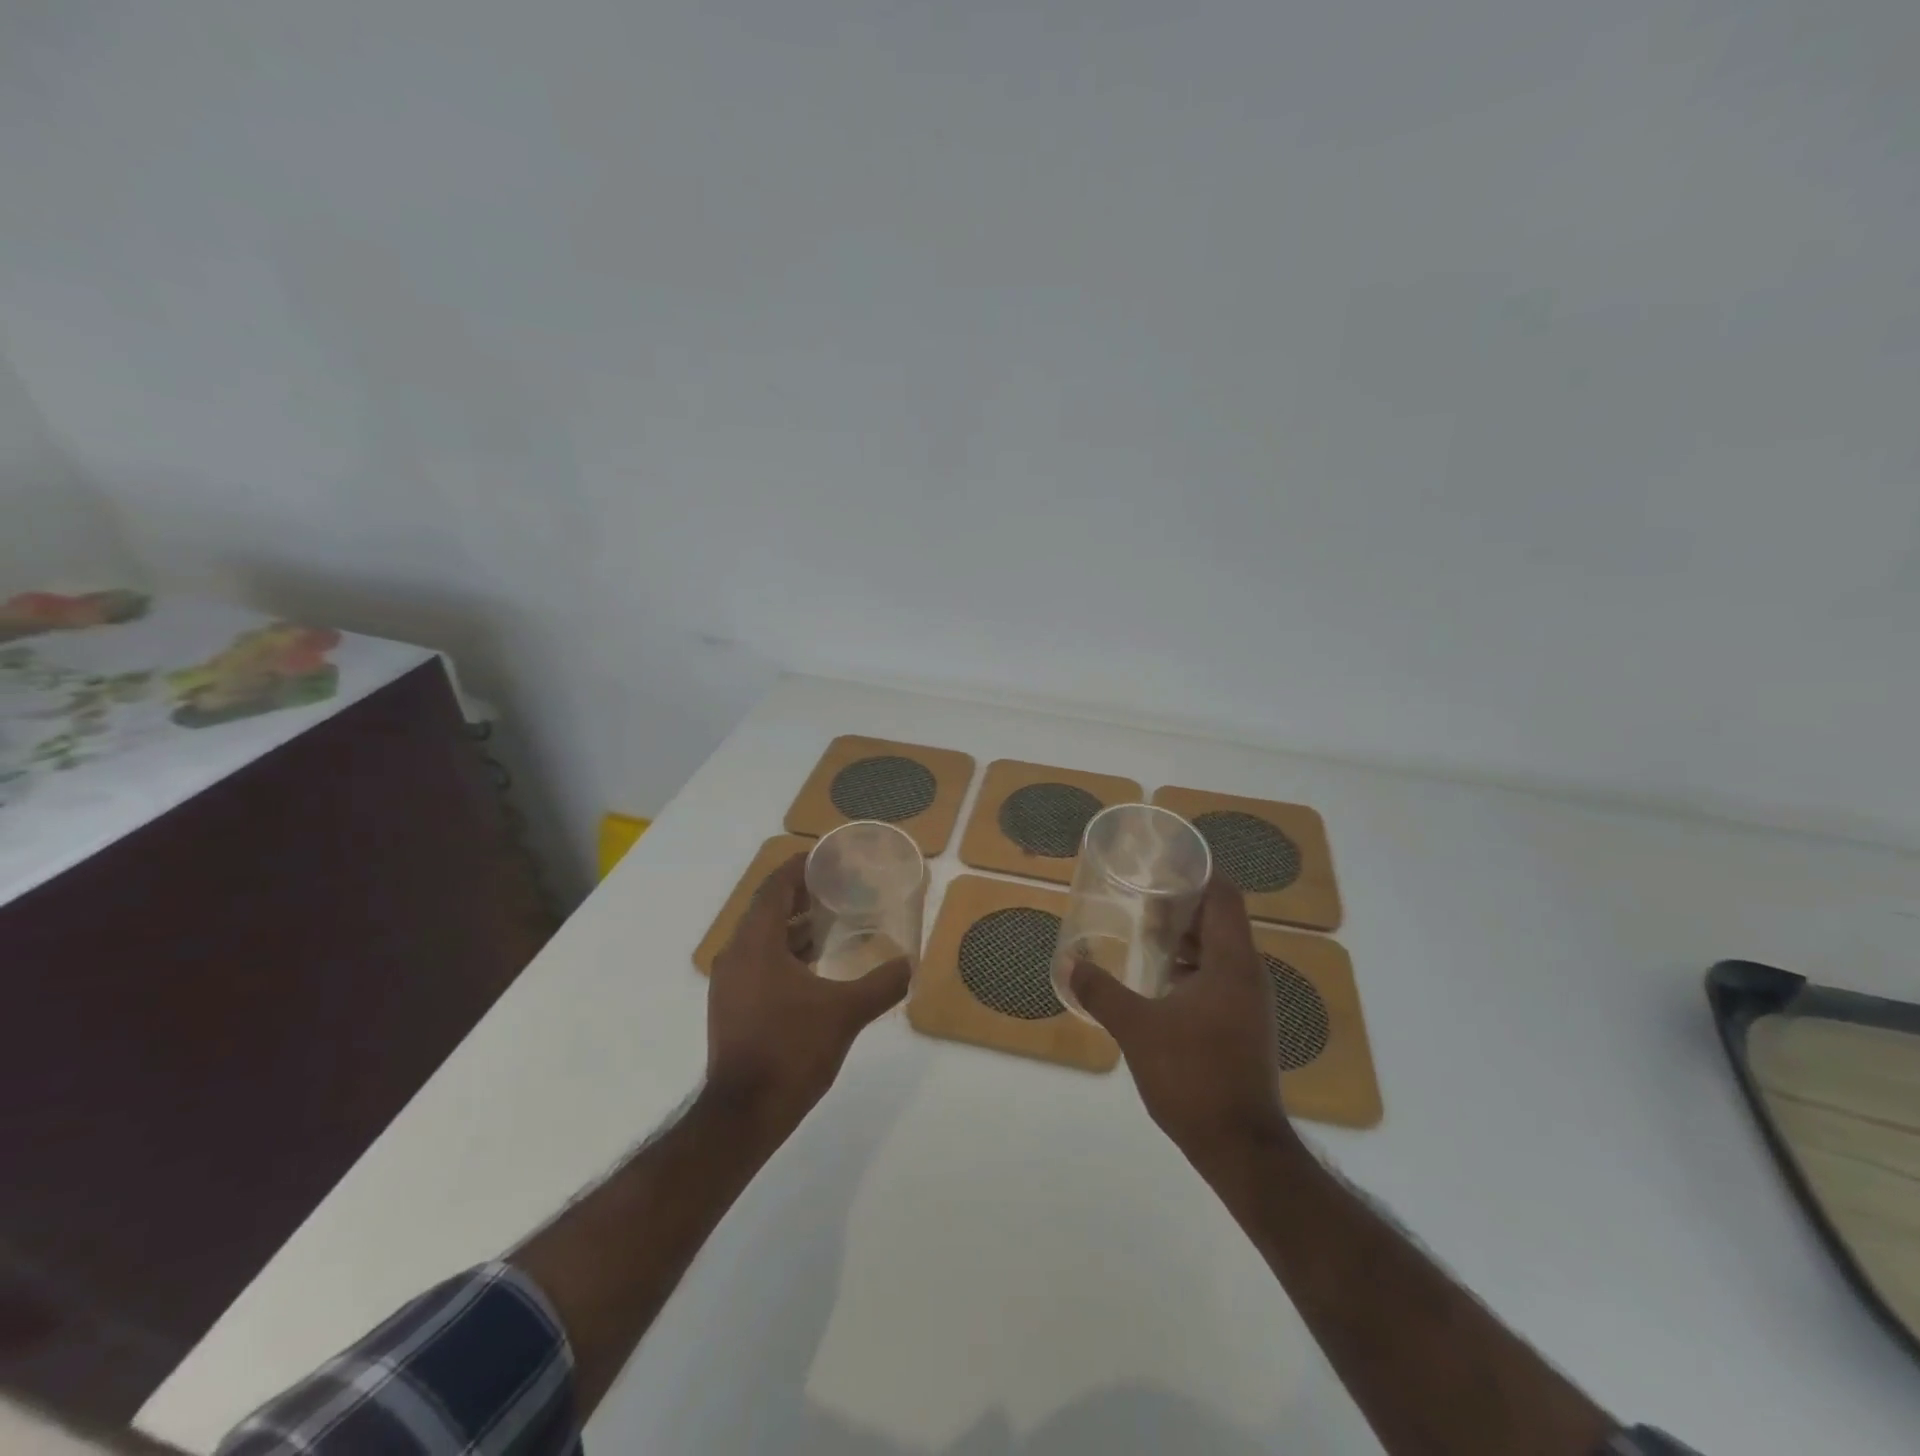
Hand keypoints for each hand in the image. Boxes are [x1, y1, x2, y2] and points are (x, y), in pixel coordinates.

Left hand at [706, 853, 909, 1133]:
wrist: (745, 1114)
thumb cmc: (792, 1050)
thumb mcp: (846, 1013)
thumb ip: (882, 983)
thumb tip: (910, 962)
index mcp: (756, 944)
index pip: (774, 887)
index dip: (798, 867)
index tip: (827, 858)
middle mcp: (735, 955)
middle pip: (767, 909)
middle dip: (800, 895)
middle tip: (838, 887)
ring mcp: (730, 982)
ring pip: (762, 938)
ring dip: (793, 926)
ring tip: (832, 922)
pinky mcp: (732, 1005)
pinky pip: (758, 961)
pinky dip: (784, 952)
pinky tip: (815, 965)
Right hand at [1070, 877, 1293, 1158]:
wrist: (1241, 1148)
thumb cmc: (1194, 1077)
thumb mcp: (1138, 1029)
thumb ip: (1101, 992)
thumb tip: (1067, 962)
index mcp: (1232, 963)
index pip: (1225, 896)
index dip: (1199, 873)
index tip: (1163, 863)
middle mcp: (1248, 975)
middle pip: (1221, 921)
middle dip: (1183, 905)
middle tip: (1141, 895)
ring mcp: (1250, 1003)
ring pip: (1220, 952)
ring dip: (1186, 939)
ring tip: (1144, 932)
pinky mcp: (1244, 1027)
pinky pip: (1219, 978)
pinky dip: (1191, 968)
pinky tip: (1160, 980)